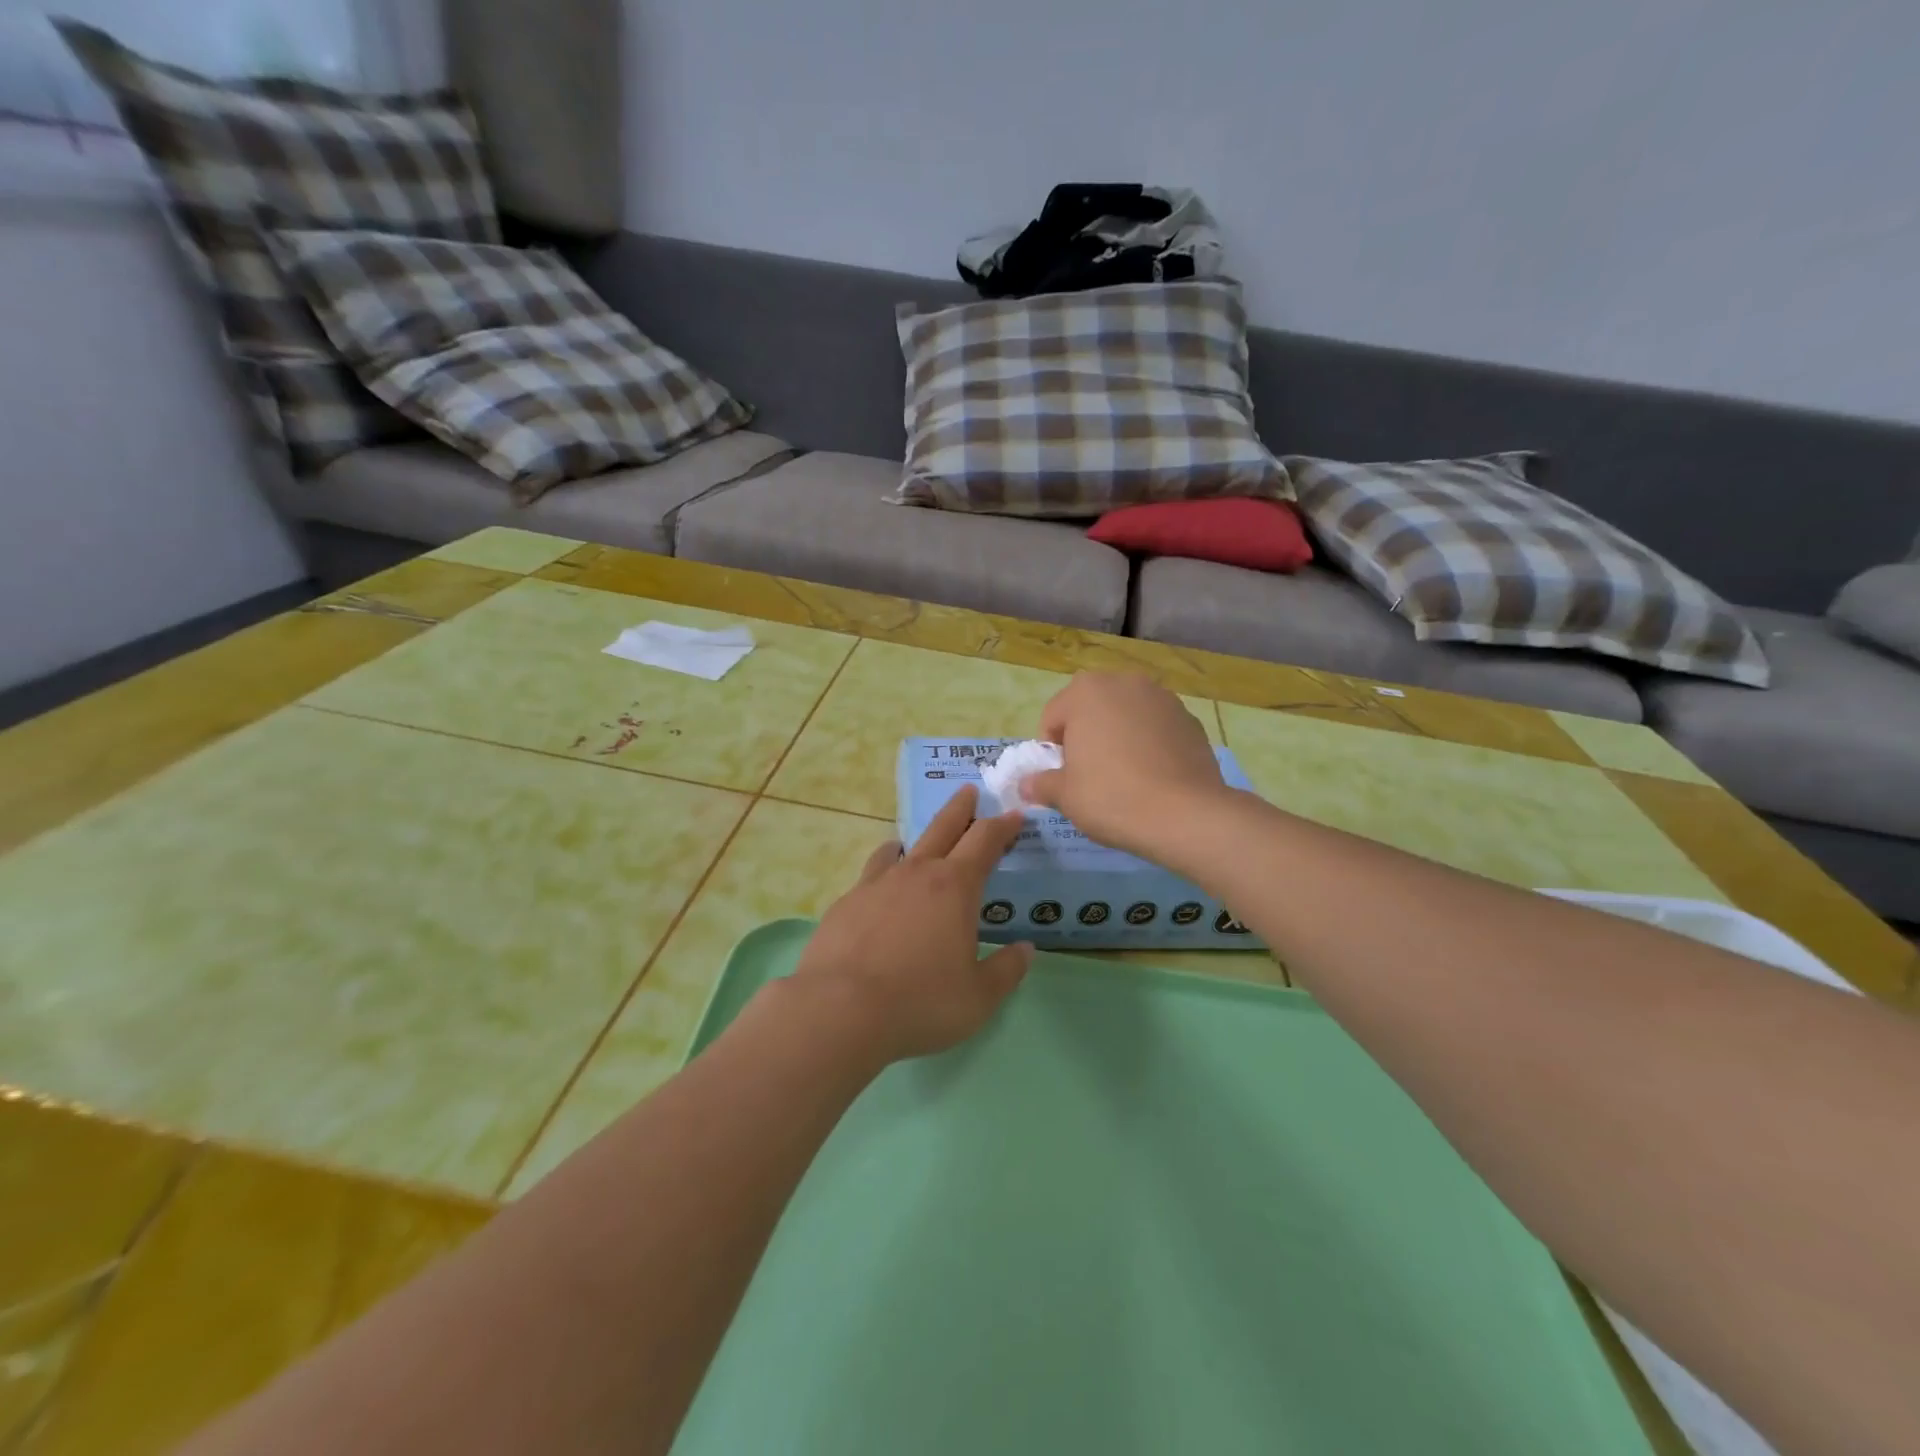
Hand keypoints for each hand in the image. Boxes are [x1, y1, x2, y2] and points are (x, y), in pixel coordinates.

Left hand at [792, 785, 1031, 1064]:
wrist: (840, 1011)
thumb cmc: (921, 1002)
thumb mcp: (979, 997)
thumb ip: (1007, 970)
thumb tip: (1026, 949)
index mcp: (955, 887)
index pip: (985, 841)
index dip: (1003, 825)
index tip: (1014, 814)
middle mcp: (916, 874)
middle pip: (943, 828)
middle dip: (960, 808)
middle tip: (969, 791)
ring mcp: (876, 884)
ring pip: (900, 848)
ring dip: (916, 839)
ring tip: (915, 842)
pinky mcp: (846, 903)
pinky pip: (871, 874)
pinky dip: (883, 870)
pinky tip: (879, 888)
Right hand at [1026, 673, 1227, 856]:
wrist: (1185, 815)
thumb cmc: (1111, 797)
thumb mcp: (1064, 796)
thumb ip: (1041, 784)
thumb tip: (1026, 784)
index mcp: (1086, 691)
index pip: (1053, 717)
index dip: (1051, 750)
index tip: (1062, 777)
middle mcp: (1125, 682)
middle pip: (1092, 709)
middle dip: (1086, 736)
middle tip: (1090, 775)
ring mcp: (1162, 698)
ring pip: (1126, 715)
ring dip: (1119, 736)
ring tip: (1124, 776)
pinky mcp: (1190, 719)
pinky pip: (1156, 728)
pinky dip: (1149, 744)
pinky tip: (1152, 776)